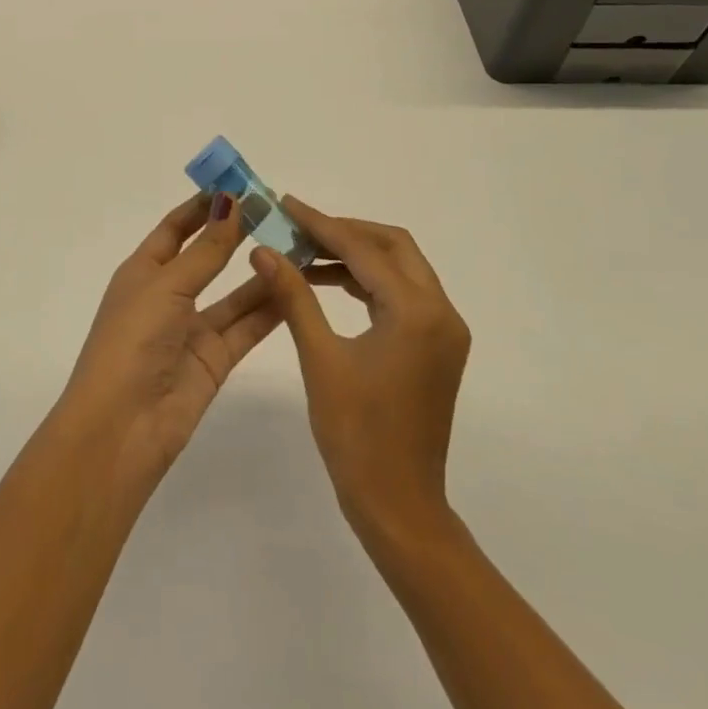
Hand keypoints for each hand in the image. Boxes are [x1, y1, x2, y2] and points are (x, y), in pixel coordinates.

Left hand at [61, 193, 282, 487]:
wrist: (121, 427)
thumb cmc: (131, 342)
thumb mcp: (166, 286)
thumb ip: (205, 250)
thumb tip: (231, 202)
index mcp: (143, 272)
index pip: (176, 228)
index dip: (204, 206)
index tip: (239, 184)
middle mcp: (168, 296)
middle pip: (208, 256)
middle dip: (238, 233)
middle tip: (278, 210)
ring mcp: (192, 329)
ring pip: (234, 292)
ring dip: (261, 270)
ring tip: (298, 244)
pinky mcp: (215, 360)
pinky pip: (247, 326)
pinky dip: (271, 307)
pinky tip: (298, 285)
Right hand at [248, 197, 470, 544]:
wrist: (398, 505)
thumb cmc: (356, 435)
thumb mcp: (320, 358)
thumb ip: (293, 296)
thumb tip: (263, 251)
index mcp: (417, 312)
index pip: (364, 250)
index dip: (321, 224)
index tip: (286, 203)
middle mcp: (441, 312)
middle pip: (394, 247)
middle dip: (345, 231)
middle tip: (298, 228)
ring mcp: (444, 330)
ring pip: (400, 269)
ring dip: (356, 256)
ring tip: (305, 253)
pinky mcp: (437, 347)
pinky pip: (402, 296)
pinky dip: (368, 283)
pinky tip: (329, 284)